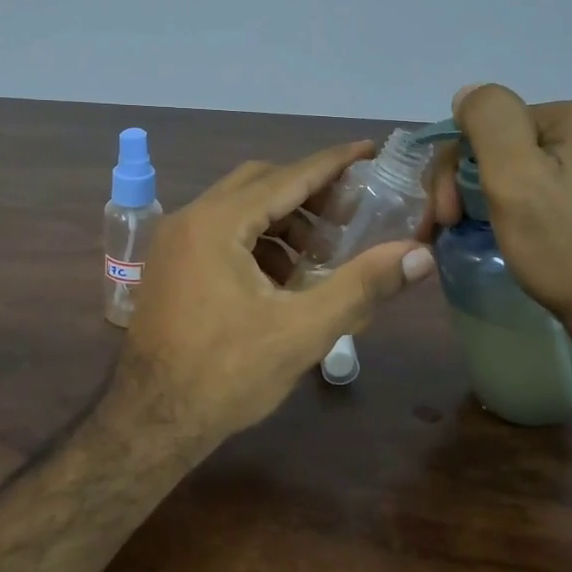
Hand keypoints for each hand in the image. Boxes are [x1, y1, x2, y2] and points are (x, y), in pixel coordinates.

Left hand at [120, 141, 434, 446]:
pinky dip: (258, 241)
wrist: (151, 421)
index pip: (288, 177)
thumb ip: (362, 286)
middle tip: (351, 213)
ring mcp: (174, 242)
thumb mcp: (302, 330)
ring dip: (284, 220)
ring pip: (239, 209)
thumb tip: (420, 254)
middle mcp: (190, 219)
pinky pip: (222, 233)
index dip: (333, 163)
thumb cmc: (227, 375)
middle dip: (309, 193)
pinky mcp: (171, 265)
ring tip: (322, 252)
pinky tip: (285, 277)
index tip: (370, 150)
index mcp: (217, 223)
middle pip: (260, 184)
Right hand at [428, 84, 571, 352]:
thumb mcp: (515, 175)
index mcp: (569, 119)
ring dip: (482, 200)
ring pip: (517, 174)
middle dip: (463, 184)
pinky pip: (539, 195)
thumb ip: (488, 120)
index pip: (484, 127)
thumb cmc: (564, 244)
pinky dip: (512, 212)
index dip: (453, 167)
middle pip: (500, 149)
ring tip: (467, 235)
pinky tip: (505, 236)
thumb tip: (467, 94)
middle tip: (447, 227)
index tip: (443, 213)